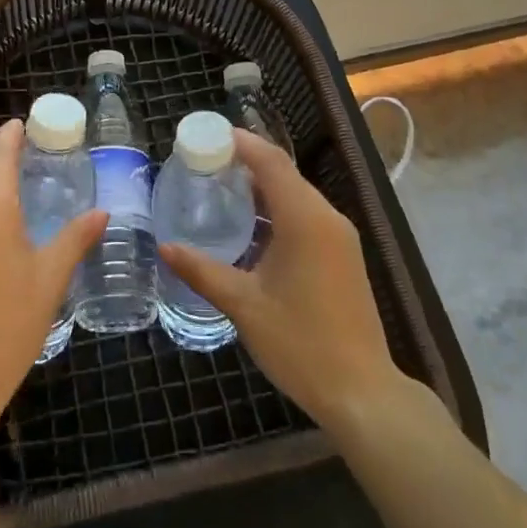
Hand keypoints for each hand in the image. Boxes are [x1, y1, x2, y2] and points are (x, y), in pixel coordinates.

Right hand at [161, 129, 404, 432]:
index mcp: (305, 219)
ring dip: (261, 187)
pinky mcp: (342, 255)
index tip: (206, 135)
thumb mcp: (243, 305)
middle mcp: (327, 218)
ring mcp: (339, 237)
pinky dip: (276, 210)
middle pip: (284, 173)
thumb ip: (202, 270)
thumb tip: (165, 247)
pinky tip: (249, 227)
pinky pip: (305, 216)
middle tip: (203, 163)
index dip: (240, 142)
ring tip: (219, 189)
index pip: (270, 161)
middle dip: (245, 162)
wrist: (361, 391)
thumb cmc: (300, 343)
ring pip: (295, 195)